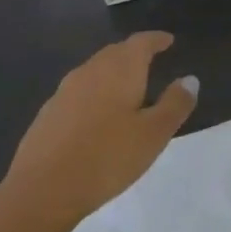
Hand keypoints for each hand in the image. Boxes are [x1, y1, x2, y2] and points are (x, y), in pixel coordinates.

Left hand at [0, 33, 198, 231]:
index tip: (168, 41)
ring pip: (95, 71)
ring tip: (127, 89)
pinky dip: (94, 94)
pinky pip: (78, 92)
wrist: (41, 191)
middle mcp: (90, 71)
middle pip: (115, 52)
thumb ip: (175, 104)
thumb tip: (189, 79)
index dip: (156, 40)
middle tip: (151, 62)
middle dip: (134, 54)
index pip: (141, 42)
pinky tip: (97, 116)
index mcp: (120, 69)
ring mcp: (64, 91)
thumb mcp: (154, 134)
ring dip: (113, 73)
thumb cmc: (107, 157)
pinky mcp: (48, 114)